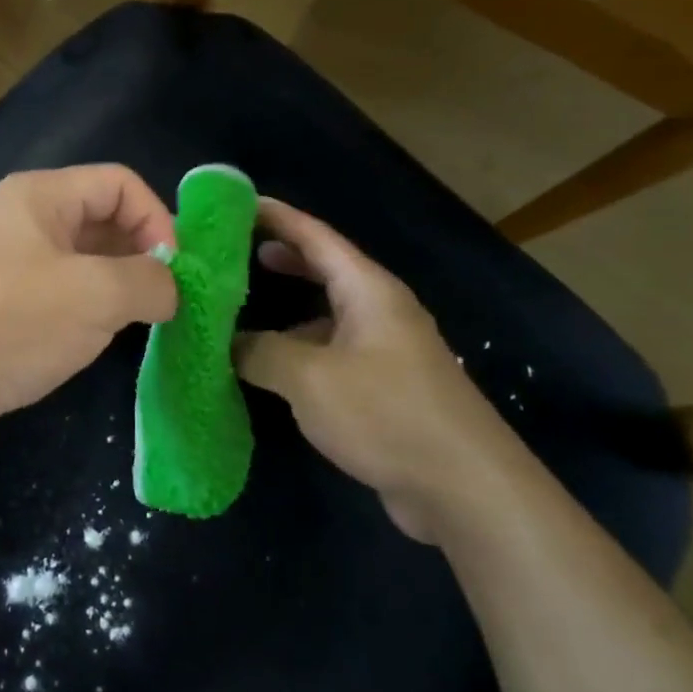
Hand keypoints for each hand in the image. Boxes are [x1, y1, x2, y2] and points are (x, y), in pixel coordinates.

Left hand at [0, 166, 178, 459]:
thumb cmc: (8, 325)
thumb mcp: (96, 297)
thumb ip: (150, 282)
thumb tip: (169, 288)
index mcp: (37, 196)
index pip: (119, 183)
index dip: (158, 219)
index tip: (176, 274)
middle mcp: (14, 220)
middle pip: (96, 219)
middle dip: (137, 255)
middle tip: (163, 302)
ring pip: (73, 262)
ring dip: (110, 287)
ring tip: (133, 324)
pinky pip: (47, 295)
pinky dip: (77, 311)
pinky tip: (86, 343)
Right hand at [234, 199, 528, 542]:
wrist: (464, 488)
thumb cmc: (385, 413)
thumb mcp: (308, 377)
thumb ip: (261, 351)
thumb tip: (229, 342)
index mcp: (368, 291)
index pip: (317, 237)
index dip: (278, 217)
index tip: (238, 203)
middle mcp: (381, 312)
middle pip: (326, 270)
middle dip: (283, 258)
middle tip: (237, 254)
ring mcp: (386, 351)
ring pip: (328, 316)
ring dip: (288, 312)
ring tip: (243, 314)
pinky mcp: (385, 389)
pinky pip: (333, 354)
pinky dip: (301, 351)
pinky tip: (274, 370)